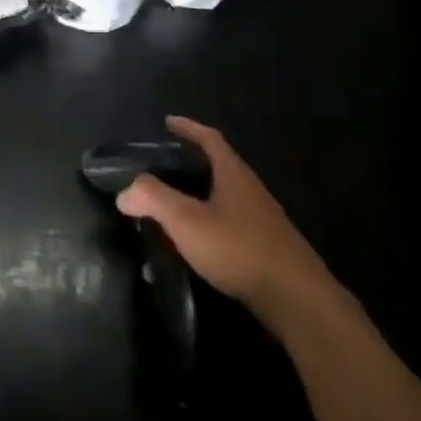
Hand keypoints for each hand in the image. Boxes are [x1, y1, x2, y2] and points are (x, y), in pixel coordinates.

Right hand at [118, 117, 354, 334]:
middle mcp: (250, 189)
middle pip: (218, 165)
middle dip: (190, 162)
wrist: (296, 298)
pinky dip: (210, 220)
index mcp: (233, 173)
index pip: (209, 138)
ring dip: (200, 194)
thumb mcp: (188, 221)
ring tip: (172, 204)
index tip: (168, 122)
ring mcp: (261, 218)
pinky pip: (231, 220)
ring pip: (224, 195)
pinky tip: (197, 241)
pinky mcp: (265, 246)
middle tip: (161, 166)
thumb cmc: (239, 248)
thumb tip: (124, 191)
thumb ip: (154, 199)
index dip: (188, 127)